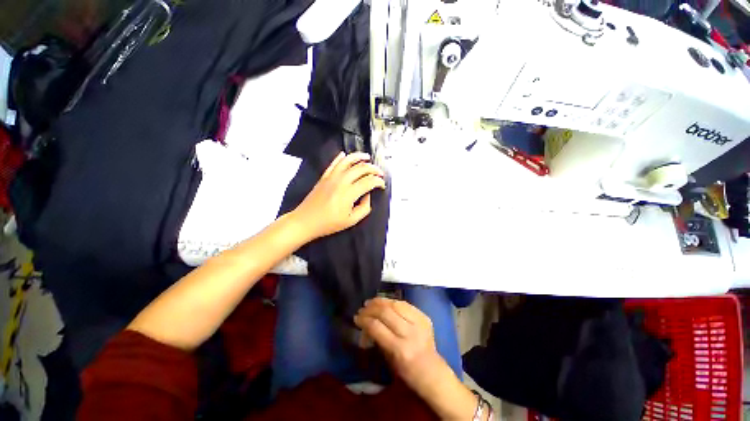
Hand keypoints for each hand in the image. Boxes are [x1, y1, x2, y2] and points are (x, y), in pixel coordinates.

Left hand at [293, 152, 385, 240]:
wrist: (305, 221)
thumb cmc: (328, 223)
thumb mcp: (351, 221)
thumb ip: (364, 208)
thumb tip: (367, 195)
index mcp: (349, 193)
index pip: (369, 181)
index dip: (379, 182)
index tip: (382, 185)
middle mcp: (341, 181)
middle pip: (361, 168)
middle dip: (373, 169)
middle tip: (380, 173)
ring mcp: (331, 177)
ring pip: (348, 161)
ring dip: (359, 157)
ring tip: (367, 157)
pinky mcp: (324, 176)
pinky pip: (334, 163)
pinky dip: (341, 157)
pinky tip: (345, 154)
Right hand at [354, 298, 447, 394]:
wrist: (432, 372)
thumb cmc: (407, 371)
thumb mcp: (388, 359)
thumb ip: (377, 339)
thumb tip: (364, 323)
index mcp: (400, 349)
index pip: (377, 327)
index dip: (364, 320)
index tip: (356, 317)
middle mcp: (410, 333)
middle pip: (386, 312)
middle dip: (371, 308)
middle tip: (362, 308)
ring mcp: (419, 323)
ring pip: (396, 304)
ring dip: (381, 301)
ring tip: (371, 302)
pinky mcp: (425, 316)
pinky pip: (405, 304)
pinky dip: (393, 302)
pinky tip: (385, 302)